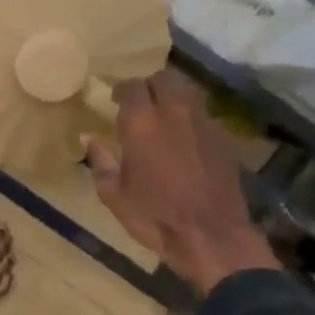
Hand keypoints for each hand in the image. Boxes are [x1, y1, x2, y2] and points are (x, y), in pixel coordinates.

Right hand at [83, 73, 278, 294]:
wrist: (210, 235)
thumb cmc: (154, 216)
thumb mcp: (114, 195)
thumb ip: (100, 161)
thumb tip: (90, 139)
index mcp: (142, 123)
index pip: (132, 86)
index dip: (122, 90)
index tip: (115, 100)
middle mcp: (174, 113)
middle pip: (164, 79)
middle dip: (150, 86)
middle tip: (141, 103)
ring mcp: (204, 123)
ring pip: (188, 92)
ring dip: (174, 97)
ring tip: (165, 116)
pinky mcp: (224, 139)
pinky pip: (204, 116)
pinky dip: (192, 119)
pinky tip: (186, 139)